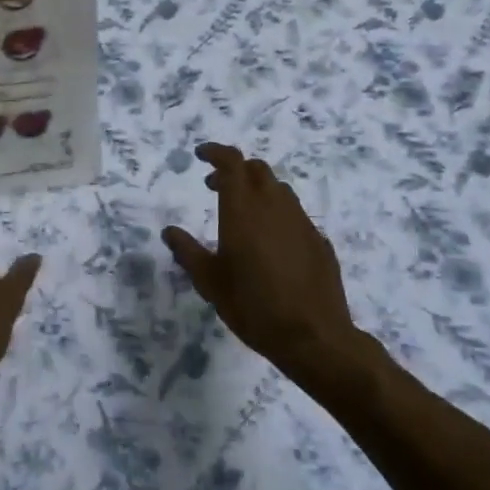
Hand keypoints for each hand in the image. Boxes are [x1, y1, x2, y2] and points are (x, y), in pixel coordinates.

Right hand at [162, 144, 370, 381]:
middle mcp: (275, 206)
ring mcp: (301, 222)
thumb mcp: (210, 282)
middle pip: (257, 169)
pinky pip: (295, 215)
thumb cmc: (253, 306)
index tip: (200, 155)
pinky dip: (277, 214)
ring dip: (258, 190)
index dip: (216, 152)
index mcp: (243, 210)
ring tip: (242, 214)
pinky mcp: (319, 241)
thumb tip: (170, 231)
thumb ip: (188, 252)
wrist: (314, 337)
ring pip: (279, 189)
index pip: (232, 162)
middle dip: (235, 170)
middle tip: (215, 187)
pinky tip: (271, 243)